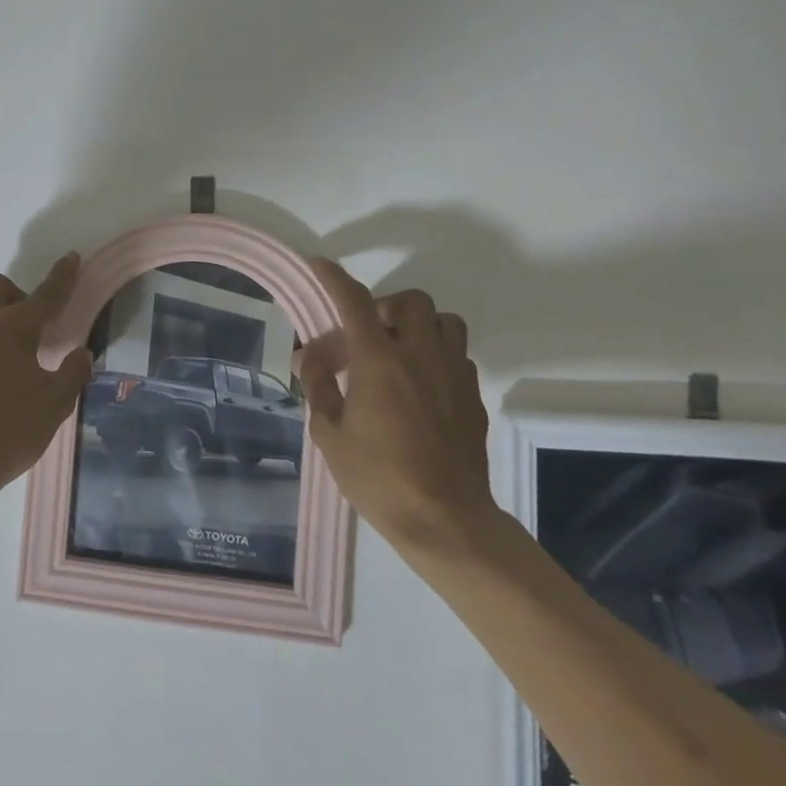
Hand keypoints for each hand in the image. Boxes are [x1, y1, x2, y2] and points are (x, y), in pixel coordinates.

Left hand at [0, 253, 93, 507]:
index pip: (45, 294)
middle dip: (18, 294)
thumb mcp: (54, 404)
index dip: (63, 275)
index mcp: (12, 328)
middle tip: (35, 328)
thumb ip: (72, 373)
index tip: (72, 257)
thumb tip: (80, 353)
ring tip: (16, 360)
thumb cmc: (8, 431)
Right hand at [295, 258, 498, 557]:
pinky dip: (436, 355)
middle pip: (410, 301)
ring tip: (397, 352)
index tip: (320, 264)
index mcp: (380, 362)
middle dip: (384, 306)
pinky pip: (457, 355)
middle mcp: (421, 356)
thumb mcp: (330, 434)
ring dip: (418, 326)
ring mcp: (453, 374)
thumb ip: (319, 387)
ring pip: (444, 322)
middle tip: (365, 334)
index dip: (334, 278)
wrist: (445, 521)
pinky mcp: (473, 396)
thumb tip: (312, 358)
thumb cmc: (378, 478)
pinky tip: (420, 386)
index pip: (354, 302)